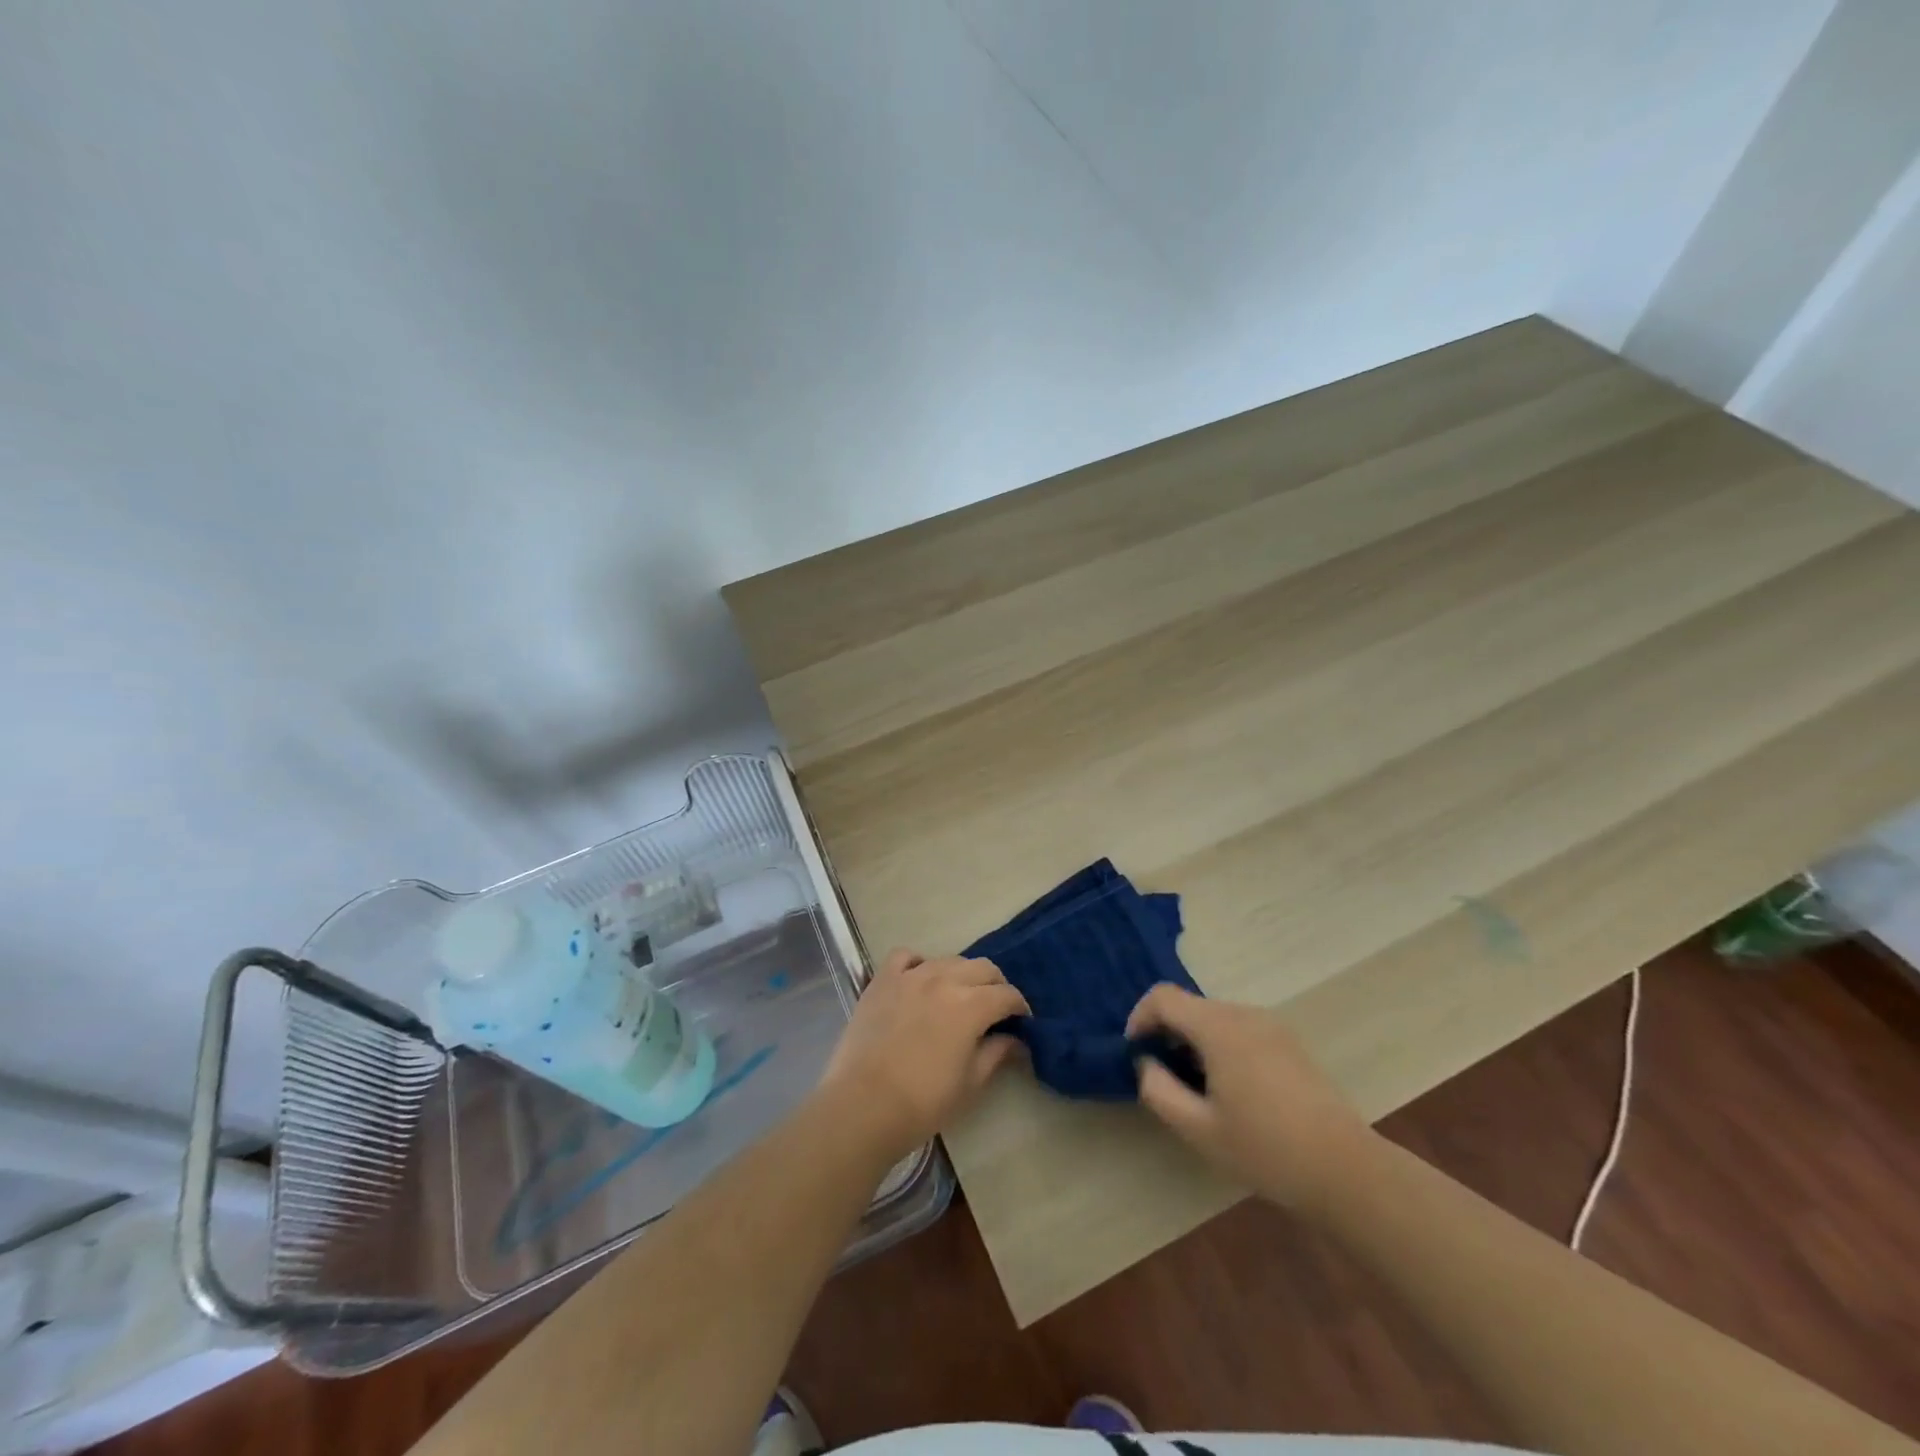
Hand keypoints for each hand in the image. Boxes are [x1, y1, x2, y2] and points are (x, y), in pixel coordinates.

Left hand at [820, 949, 1028, 1163]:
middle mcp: (944, 979)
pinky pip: (905, 956)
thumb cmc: (923, 1102)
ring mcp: (910, 976)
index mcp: (971, 1005)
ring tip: (959, 996)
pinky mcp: (882, 980)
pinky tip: (920, 980)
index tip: (1021, 1022)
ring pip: (948, 960)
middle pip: (982, 968)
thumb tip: (1014, 1039)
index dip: (1019, 1007)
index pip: (1007, 994)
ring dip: (962, 975)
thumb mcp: (970, 1084)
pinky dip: (919, 963)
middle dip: (996, 985)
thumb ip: (996, 1054)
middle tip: (996, 1009)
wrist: (863, 1106)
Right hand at [1127, 985, 1373, 1213]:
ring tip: (1197, 1088)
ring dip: (1194, 1040)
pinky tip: (1232, 1090)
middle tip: (1164, 1076)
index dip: (1140, 1018)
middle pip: (1190, 1005)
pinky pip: (1240, 1028)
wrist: (1346, 1170)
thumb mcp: (1198, 1129)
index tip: (1137, 1054)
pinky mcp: (1289, 1041)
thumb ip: (1159, 1090)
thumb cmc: (1266, 1150)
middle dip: (1167, 1033)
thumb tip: (1146, 1063)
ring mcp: (1271, 1025)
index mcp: (1219, 1027)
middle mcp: (1244, 1013)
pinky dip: (1221, 1045)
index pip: (1163, 997)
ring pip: (1215, 1017)